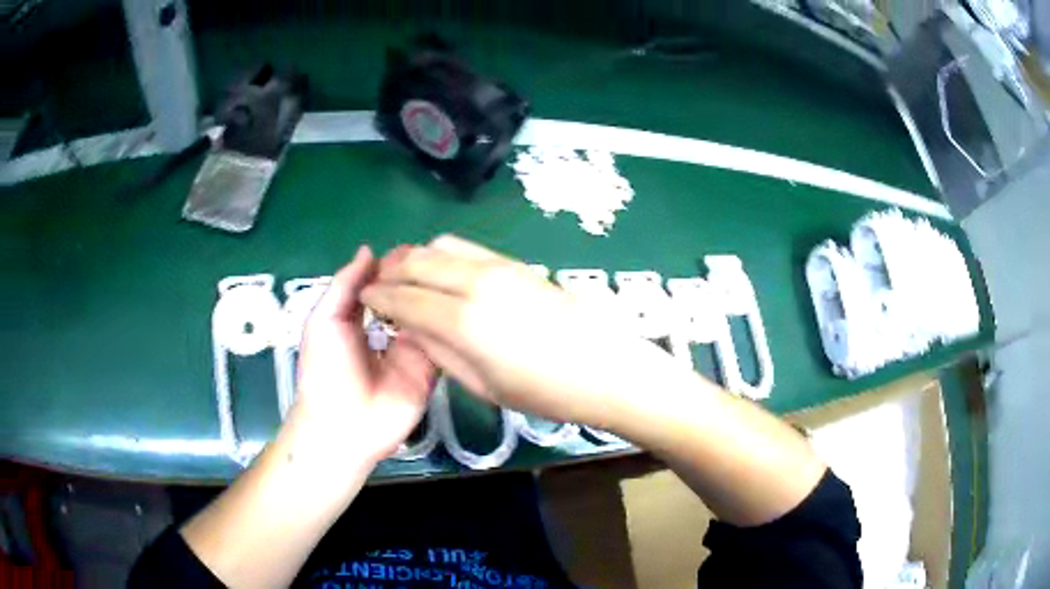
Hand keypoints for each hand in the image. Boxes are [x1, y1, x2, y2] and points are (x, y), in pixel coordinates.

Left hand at [287, 246, 435, 466]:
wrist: (342, 424)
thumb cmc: (324, 369)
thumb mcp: (324, 320)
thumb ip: (344, 285)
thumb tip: (369, 250)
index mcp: (359, 319)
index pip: (382, 287)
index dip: (394, 268)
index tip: (414, 249)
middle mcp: (387, 332)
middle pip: (407, 301)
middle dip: (419, 282)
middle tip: (439, 260)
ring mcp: (410, 352)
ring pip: (427, 319)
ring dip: (437, 301)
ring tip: (455, 276)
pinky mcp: (428, 371)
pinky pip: (441, 346)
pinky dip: (448, 328)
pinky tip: (460, 306)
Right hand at [360, 235, 682, 428]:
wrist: (605, 368)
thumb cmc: (545, 391)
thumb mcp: (483, 384)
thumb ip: (439, 350)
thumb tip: (410, 325)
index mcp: (463, 319)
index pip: (402, 298)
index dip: (377, 296)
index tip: (363, 297)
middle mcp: (475, 282)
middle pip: (416, 260)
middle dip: (389, 269)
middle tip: (378, 285)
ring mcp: (498, 266)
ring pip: (440, 245)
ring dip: (416, 257)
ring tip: (408, 277)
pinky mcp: (516, 262)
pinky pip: (467, 248)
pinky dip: (443, 255)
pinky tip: (443, 274)